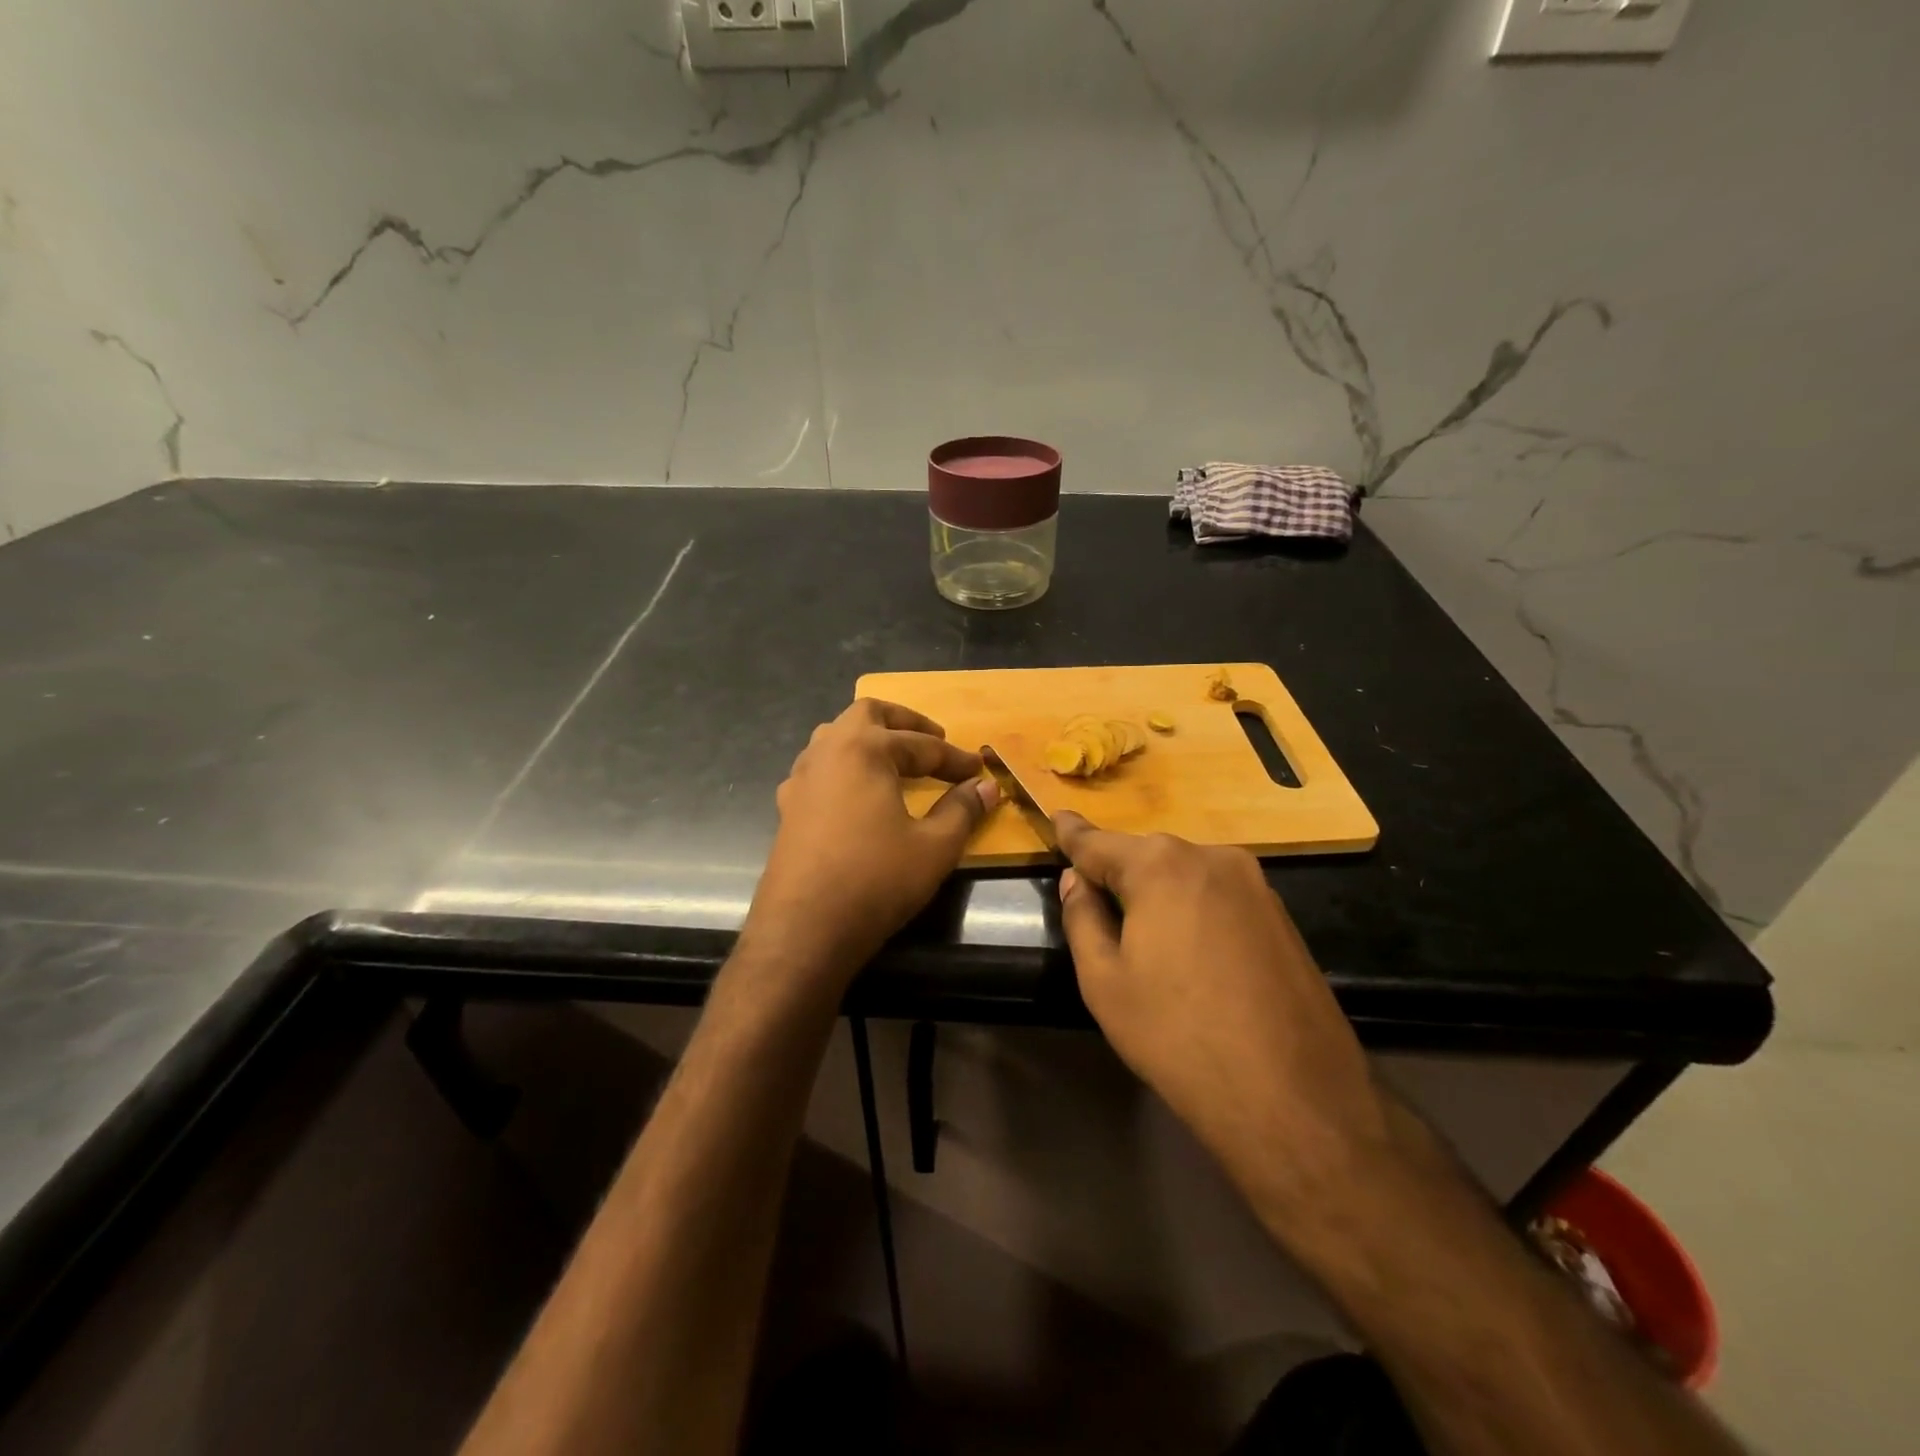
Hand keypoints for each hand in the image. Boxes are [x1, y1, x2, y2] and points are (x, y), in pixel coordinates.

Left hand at [743, 699, 999, 978]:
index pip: (920, 744)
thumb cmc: (875, 880)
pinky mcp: (788, 807)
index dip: (955, 758)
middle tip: (933, 740)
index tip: (979, 771)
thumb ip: (962, 810)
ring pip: (836, 737)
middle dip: (904, 722)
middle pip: (867, 715)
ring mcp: (801, 779)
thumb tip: (987, 787)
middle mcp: (828, 751)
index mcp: (864, 749)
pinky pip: (821, 768)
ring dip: (869, 740)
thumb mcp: (934, 846)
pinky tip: (858, 795)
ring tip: (896, 761)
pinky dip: (846, 768)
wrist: (804, 929)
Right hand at [1053, 813, 1390, 1224]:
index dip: (1072, 834)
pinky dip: (1195, 909)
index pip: (1099, 843)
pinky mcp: (1282, 915)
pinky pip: (1219, 896)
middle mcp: (1211, 858)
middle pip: (1146, 856)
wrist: (1293, 1100)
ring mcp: (1255, 885)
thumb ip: (1083, 919)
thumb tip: (1075, 880)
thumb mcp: (1106, 983)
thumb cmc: (1178, 1037)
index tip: (1057, 817)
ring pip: (1186, 875)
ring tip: (1144, 938)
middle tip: (1095, 901)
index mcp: (1160, 866)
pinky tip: (1192, 955)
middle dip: (1118, 873)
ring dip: (1159, 893)